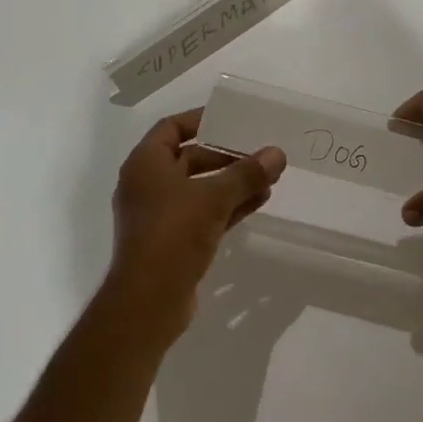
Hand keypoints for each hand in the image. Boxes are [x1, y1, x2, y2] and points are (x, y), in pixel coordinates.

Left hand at [109, 109, 285, 342]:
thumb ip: (246, 174)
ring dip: (232, 182)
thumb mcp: (213, 198)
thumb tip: (277, 153)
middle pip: (189, 158)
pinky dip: (227, 206)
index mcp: (145, 164)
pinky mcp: (172, 241)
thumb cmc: (173, 234)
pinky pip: (202, 213)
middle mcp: (148, 184)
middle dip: (226, 155)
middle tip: (259, 152)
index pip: (172, 127)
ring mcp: (159, 215)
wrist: (147, 303)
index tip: (232, 118)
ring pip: (199, 188)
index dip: (201, 119)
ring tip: (269, 176)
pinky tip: (259, 201)